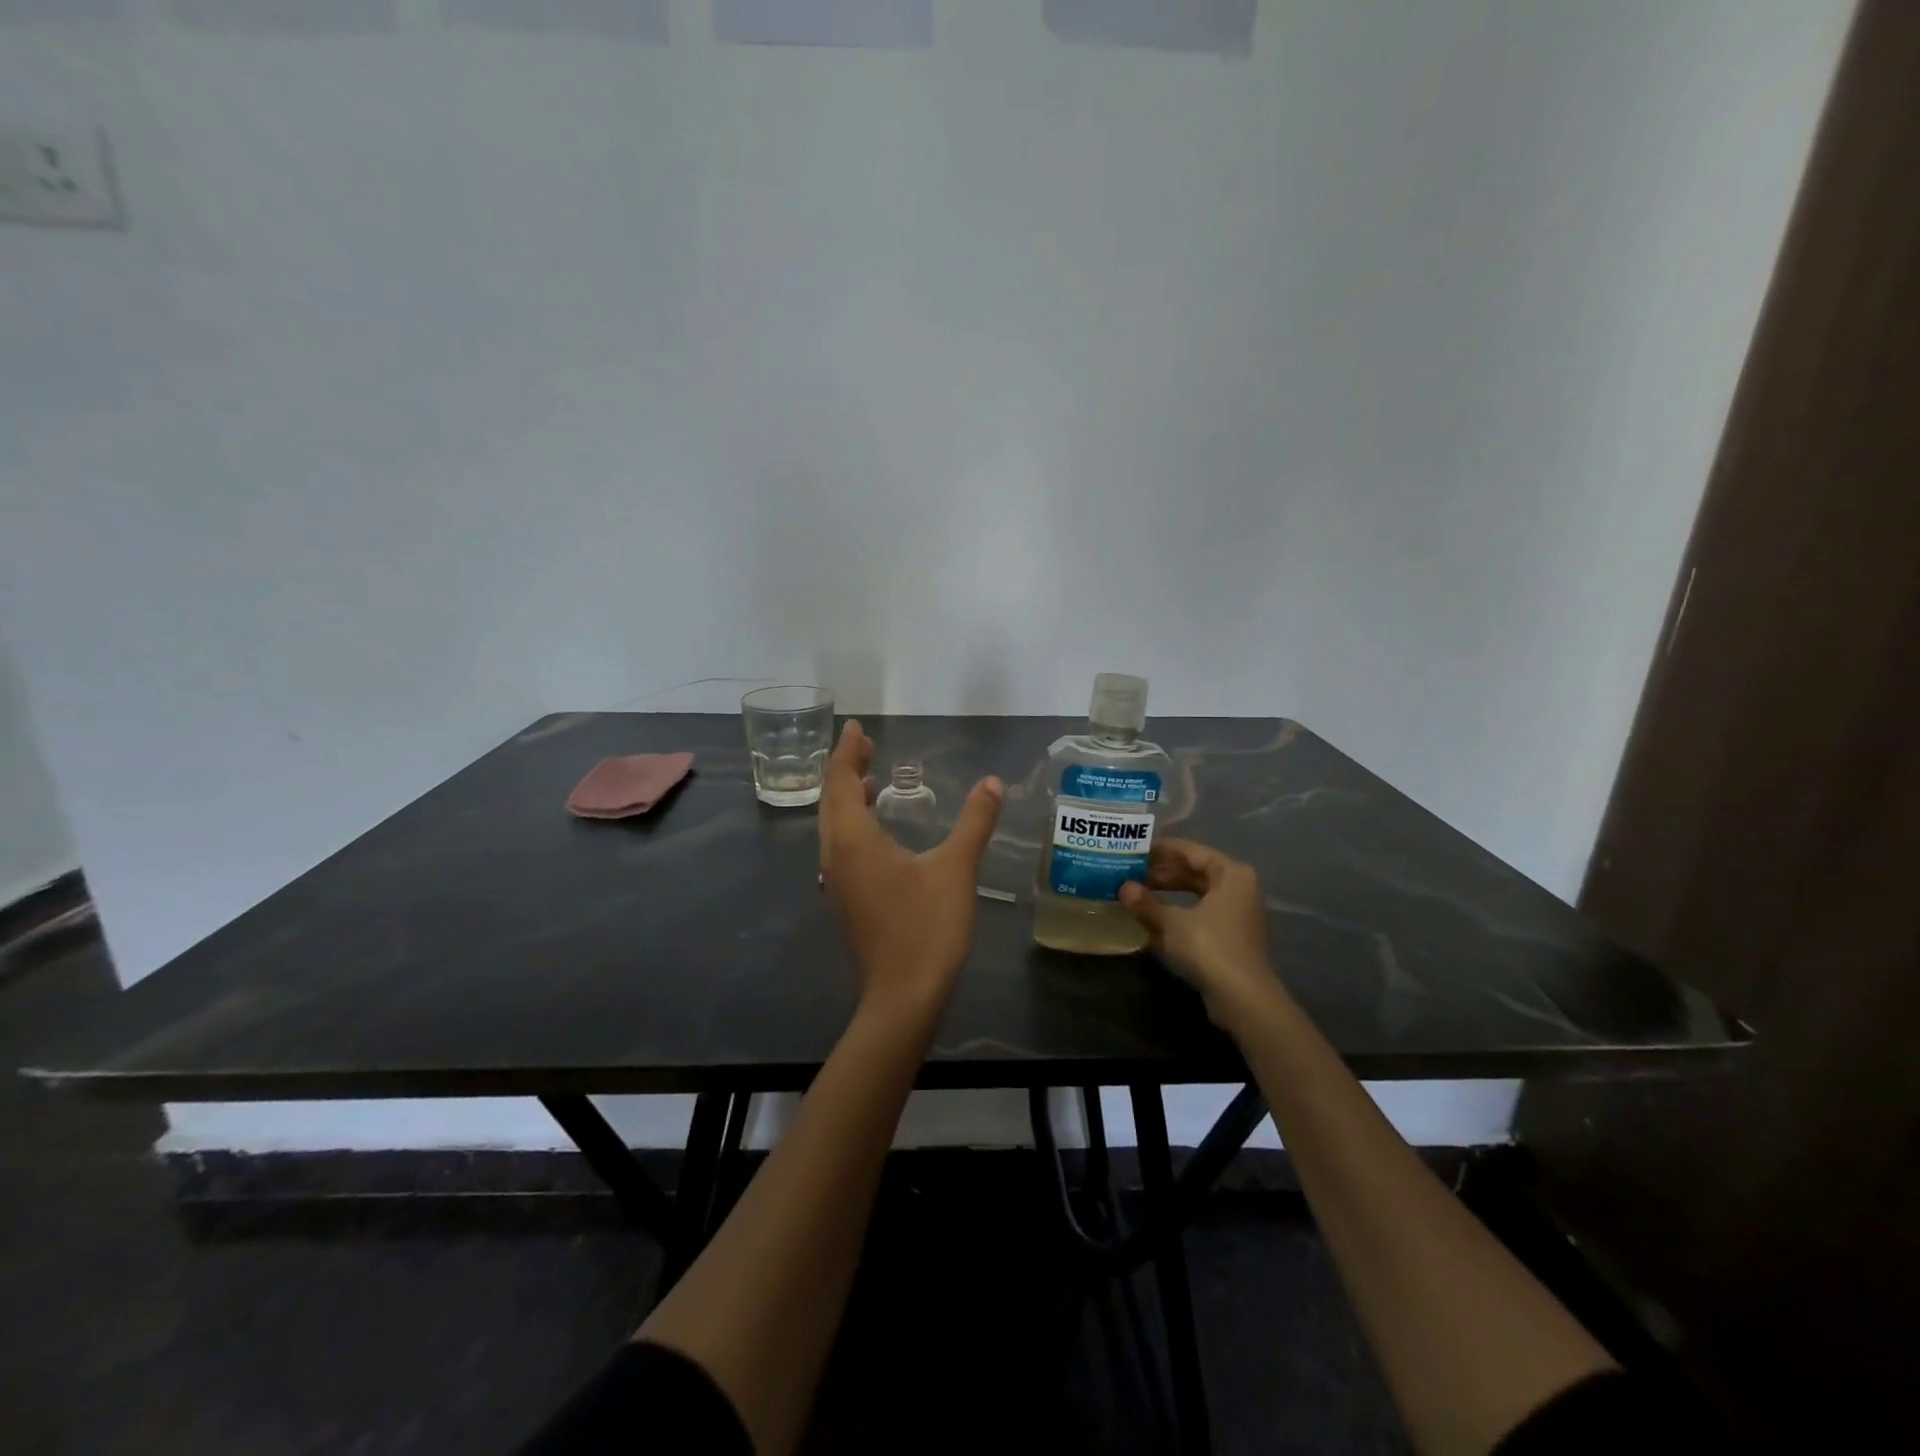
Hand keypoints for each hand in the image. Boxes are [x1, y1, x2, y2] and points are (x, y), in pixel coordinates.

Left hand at [819, 720, 1003, 1026]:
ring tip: (869, 777)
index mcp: (854, 840)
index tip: (857, 728)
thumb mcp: (956, 869)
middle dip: (845, 768)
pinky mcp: (846, 898)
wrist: (904, 994)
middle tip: (864, 744)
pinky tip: (876, 827)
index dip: (848, 752)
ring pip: (832, 825)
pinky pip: (839, 845)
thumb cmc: (927, 927)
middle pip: (831, 800)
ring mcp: (836, 880)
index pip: (842, 781)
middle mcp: (835, 855)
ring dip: (847, 796)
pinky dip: (852, 822)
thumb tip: (993, 783)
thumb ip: (974, 822)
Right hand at [1119, 839, 1284, 1028]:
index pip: (1191, 851)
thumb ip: (1146, 903)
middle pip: (1193, 872)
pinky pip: (1197, 915)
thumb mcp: (1172, 922)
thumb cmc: (1210, 947)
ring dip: (1165, 894)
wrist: (1242, 999)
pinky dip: (1175, 914)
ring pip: (1194, 894)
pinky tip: (1148, 919)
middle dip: (1161, 873)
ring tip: (1134, 893)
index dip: (1161, 850)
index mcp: (1231, 874)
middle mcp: (1237, 888)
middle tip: (1129, 872)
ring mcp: (1234, 914)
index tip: (1134, 850)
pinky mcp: (1228, 937)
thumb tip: (1123, 888)